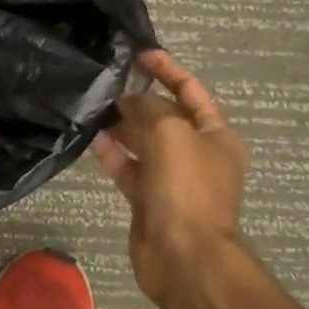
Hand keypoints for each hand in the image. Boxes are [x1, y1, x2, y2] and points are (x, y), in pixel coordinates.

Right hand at [91, 50, 250, 307]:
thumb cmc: (186, 187)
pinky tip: (91, 137)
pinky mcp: (148, 199)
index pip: (191, 91)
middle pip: (165, 116)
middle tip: (107, 81)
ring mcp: (172, 178)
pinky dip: (112, 153)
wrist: (184, 255)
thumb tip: (128, 101)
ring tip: (93, 106)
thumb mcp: (170, 132)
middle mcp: (196, 153)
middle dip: (139, 98)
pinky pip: (128, 167)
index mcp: (217, 135)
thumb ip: (147, 108)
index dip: (167, 70)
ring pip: (143, 142)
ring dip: (121, 124)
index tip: (139, 54)